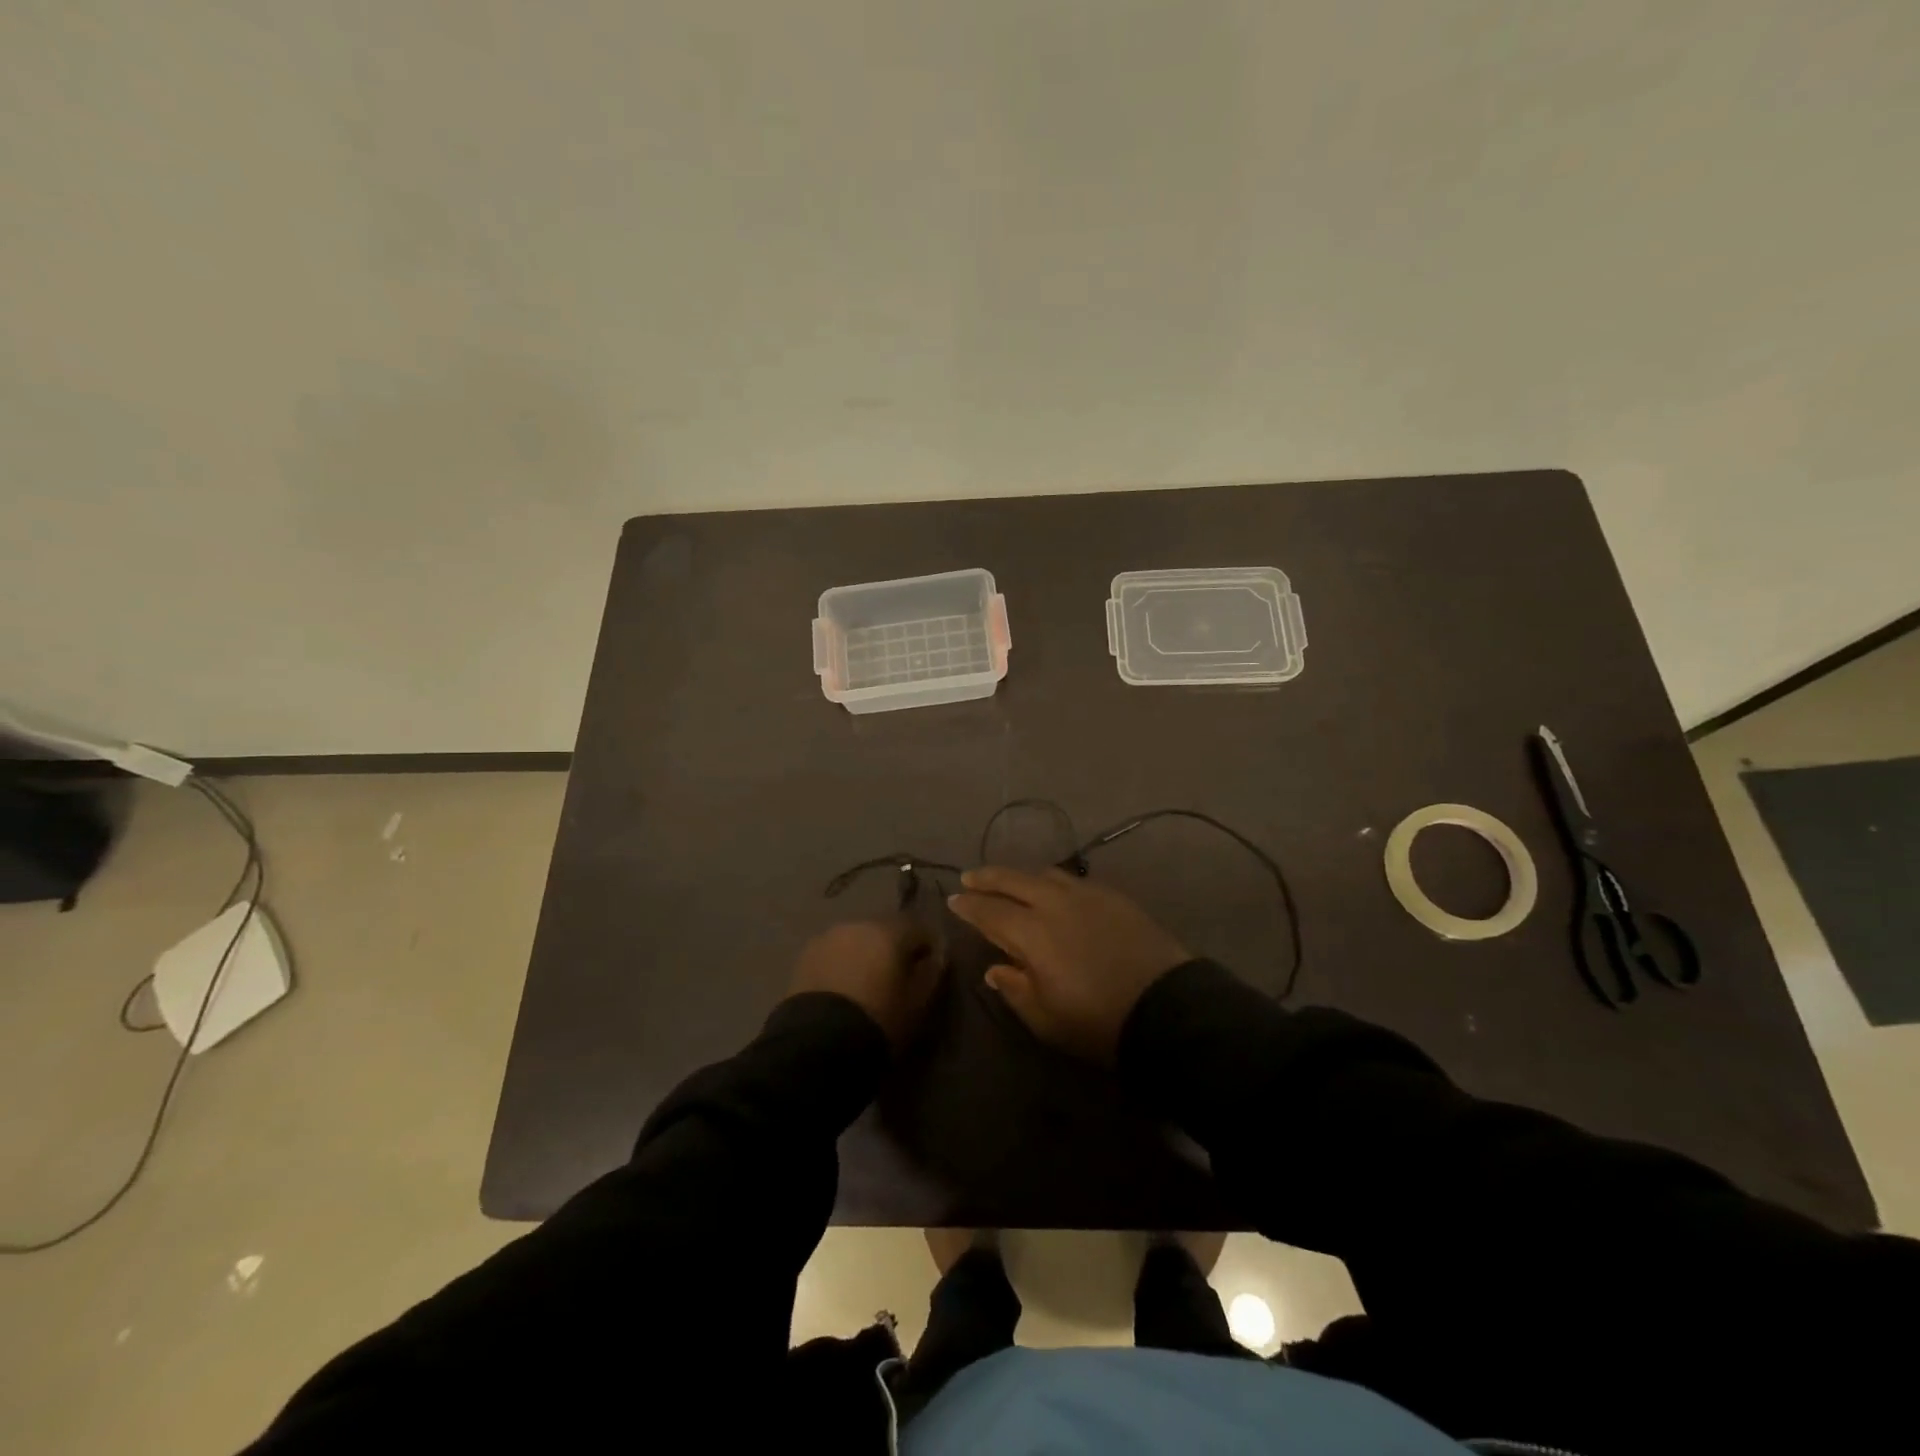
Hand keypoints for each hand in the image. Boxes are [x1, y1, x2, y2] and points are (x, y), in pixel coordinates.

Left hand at [787, 917, 941, 1049]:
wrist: (818, 1042)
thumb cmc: (878, 1020)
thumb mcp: (917, 1003)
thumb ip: (931, 973)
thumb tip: (935, 956)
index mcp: (889, 931)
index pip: (919, 928)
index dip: (927, 947)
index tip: (929, 968)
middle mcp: (859, 924)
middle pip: (885, 930)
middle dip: (893, 948)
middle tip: (896, 977)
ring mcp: (828, 937)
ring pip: (857, 939)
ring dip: (866, 954)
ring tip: (866, 984)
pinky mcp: (806, 954)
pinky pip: (834, 952)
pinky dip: (842, 963)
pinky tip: (843, 988)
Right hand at [946, 866, 1189, 1064]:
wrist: (1166, 1008)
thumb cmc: (1097, 1021)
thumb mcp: (1046, 1018)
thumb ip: (1015, 988)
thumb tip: (996, 968)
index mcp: (1031, 932)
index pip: (989, 910)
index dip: (969, 904)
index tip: (954, 899)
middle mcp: (1054, 903)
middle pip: (1013, 880)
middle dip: (988, 877)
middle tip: (970, 877)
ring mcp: (1087, 895)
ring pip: (1044, 874)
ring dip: (1021, 876)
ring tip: (1010, 881)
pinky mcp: (1113, 897)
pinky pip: (1074, 880)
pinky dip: (1054, 881)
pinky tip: (1055, 890)